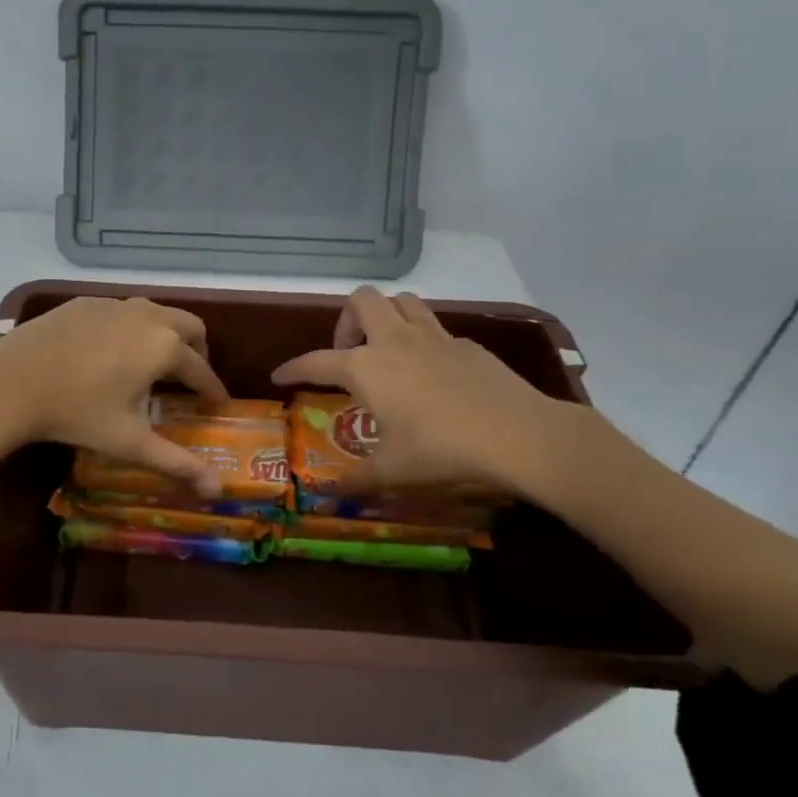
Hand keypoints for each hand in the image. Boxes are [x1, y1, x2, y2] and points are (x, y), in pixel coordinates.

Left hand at [0, 296, 232, 494]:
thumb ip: (177, 463)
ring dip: (165, 335)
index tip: (218, 403)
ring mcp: (112, 305)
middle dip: (197, 351)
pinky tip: (110, 352)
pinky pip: (120, 311)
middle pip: (189, 326)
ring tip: (153, 364)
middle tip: (189, 379)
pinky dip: (130, 328)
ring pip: (155, 312)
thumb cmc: (77, 414)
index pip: (201, 369)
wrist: (10, 384)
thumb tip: (216, 491)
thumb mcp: (130, 442)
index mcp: (164, 346)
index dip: (212, 389)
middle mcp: (146, 316)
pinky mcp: (83, 303)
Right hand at [270, 286, 568, 496]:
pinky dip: (421, 340)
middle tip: (348, 355)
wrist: (517, 435)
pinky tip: (430, 373)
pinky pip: (434, 328)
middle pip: (361, 301)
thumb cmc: (440, 451)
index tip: (280, 375)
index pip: (316, 361)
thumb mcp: (390, 472)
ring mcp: (434, 337)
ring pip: (401, 302)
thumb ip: (355, 481)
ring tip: (385, 352)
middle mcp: (394, 341)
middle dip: (346, 321)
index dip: (293, 368)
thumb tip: (328, 496)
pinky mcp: (467, 344)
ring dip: (385, 317)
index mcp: (365, 367)